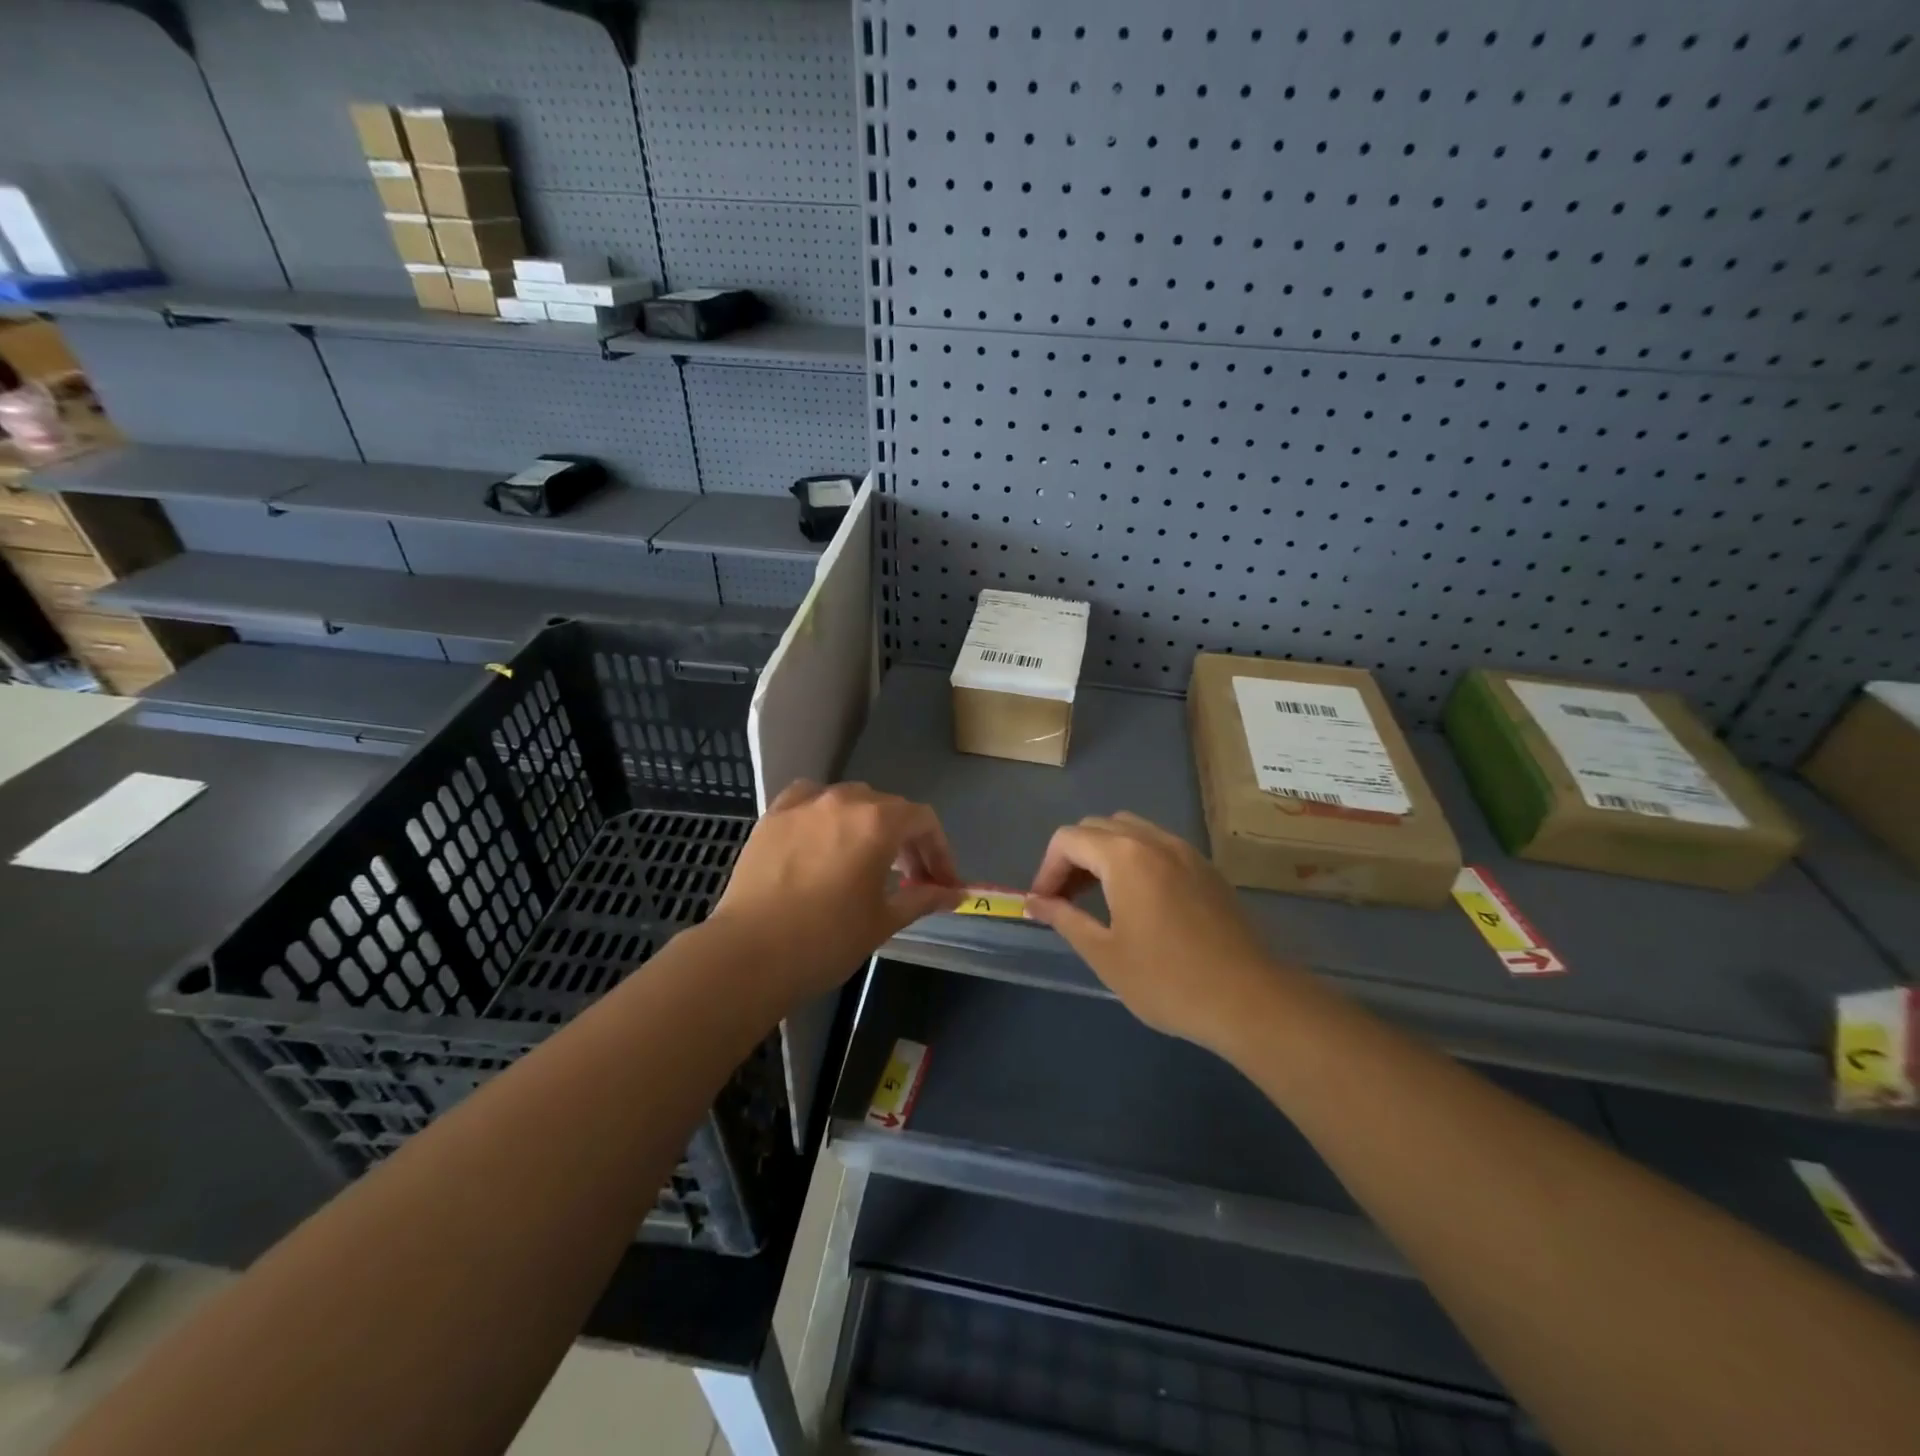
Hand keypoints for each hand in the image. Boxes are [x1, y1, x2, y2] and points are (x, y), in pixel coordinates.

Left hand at [706, 780, 961, 1000]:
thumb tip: (956, 894)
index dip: (939, 851)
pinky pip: (807, 800)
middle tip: (910, 878)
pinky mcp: (772, 816)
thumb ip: (923, 898)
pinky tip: (821, 834)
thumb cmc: (827, 939)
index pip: (923, 821)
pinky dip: (823, 813)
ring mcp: (804, 805)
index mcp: (878, 822)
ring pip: (849, 800)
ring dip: (866, 823)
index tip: (942, 883)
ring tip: (864, 858)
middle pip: (888, 808)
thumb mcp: (884, 920)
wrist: (750, 954)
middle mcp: (844, 801)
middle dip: (906, 841)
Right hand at [1025, 812, 1290, 1054]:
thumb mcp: (1105, 954)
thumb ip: (1064, 918)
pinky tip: (1137, 900)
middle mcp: (1154, 840)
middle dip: (1072, 858)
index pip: (1068, 839)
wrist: (1250, 1000)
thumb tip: (1034, 902)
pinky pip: (1157, 845)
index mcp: (1125, 856)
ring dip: (1103, 854)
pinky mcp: (1206, 868)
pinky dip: (1134, 859)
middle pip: (1097, 827)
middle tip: (1065, 900)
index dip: (1046, 868)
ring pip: (1130, 831)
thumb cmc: (1168, 980)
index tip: (1042, 904)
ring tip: (1097, 897)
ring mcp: (1185, 851)